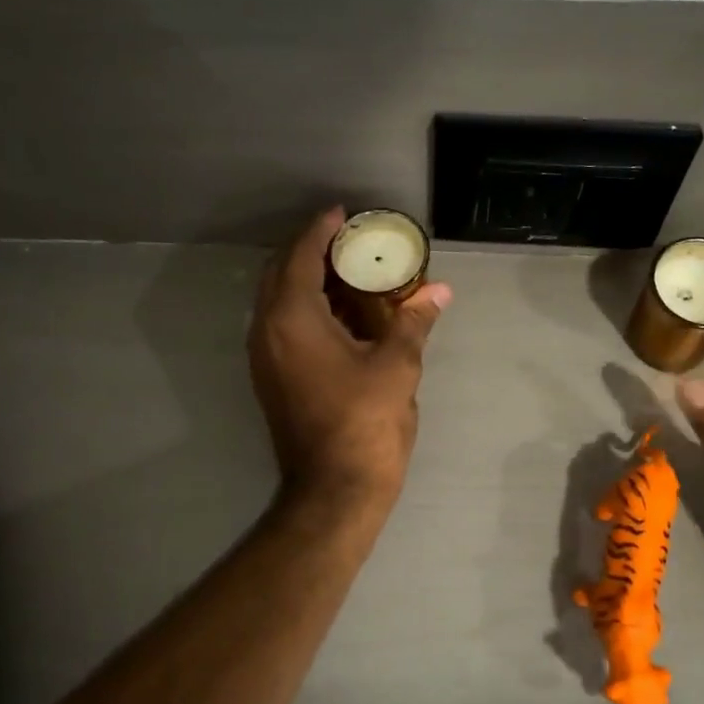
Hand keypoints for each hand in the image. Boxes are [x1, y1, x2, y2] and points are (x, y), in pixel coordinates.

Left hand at [249, 208, 450, 504]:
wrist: (335, 490)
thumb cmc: (366, 423)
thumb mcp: (397, 366)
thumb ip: (414, 320)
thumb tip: (439, 289)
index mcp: (292, 319)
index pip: (300, 256)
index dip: (321, 230)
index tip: (342, 213)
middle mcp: (267, 331)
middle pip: (280, 273)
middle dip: (310, 251)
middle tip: (347, 241)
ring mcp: (264, 358)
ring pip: (278, 301)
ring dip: (308, 280)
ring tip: (349, 273)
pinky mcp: (271, 378)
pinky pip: (283, 326)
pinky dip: (307, 309)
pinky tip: (343, 315)